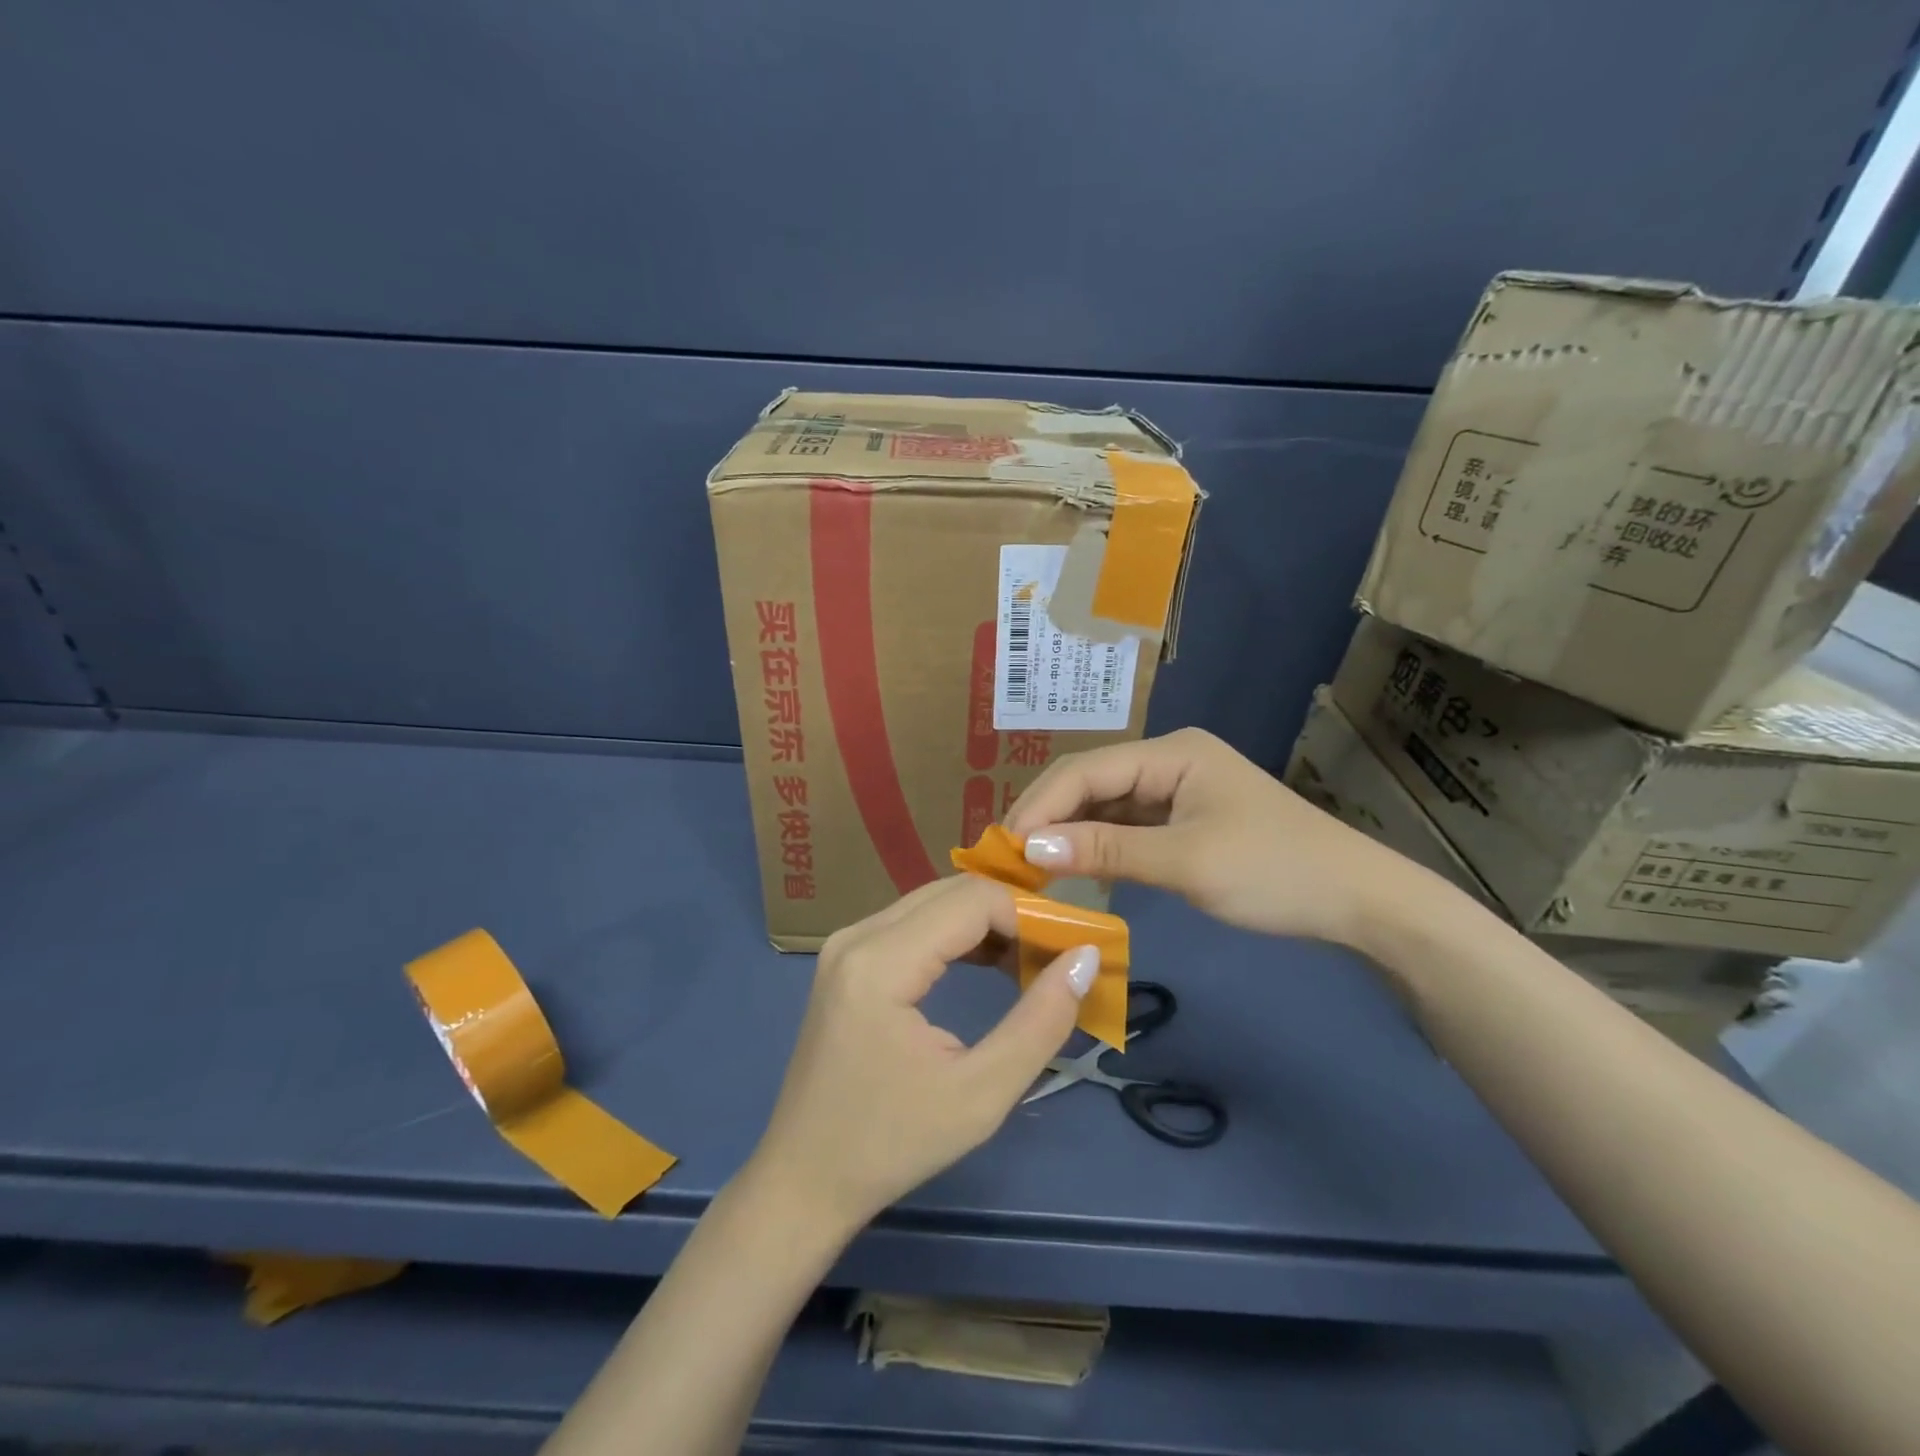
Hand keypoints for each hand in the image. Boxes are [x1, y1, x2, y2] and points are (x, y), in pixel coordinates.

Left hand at [746, 875, 1097, 1238]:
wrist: (805, 1179)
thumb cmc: (892, 1145)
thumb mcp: (980, 1095)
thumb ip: (1040, 1022)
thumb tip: (1084, 959)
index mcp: (880, 961)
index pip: (972, 900)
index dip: (1029, 915)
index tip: (1070, 950)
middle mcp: (857, 935)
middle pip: (951, 891)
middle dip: (1011, 914)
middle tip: (1057, 954)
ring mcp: (846, 943)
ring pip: (933, 902)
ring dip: (986, 923)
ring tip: (1030, 963)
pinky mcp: (847, 959)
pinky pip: (912, 924)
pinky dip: (956, 935)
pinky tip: (988, 965)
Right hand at [1005, 726, 1414, 948]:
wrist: (1358, 902)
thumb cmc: (1275, 872)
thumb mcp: (1186, 862)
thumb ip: (1106, 851)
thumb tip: (1029, 849)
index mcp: (1172, 753)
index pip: (1086, 770)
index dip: (1041, 806)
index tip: (1004, 848)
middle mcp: (1168, 762)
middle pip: (1091, 784)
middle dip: (1048, 818)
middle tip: (1007, 861)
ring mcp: (1176, 792)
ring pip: (1104, 807)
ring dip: (1068, 834)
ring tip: (1027, 867)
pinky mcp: (1183, 822)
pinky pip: (1125, 828)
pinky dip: (1097, 847)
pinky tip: (1071, 868)